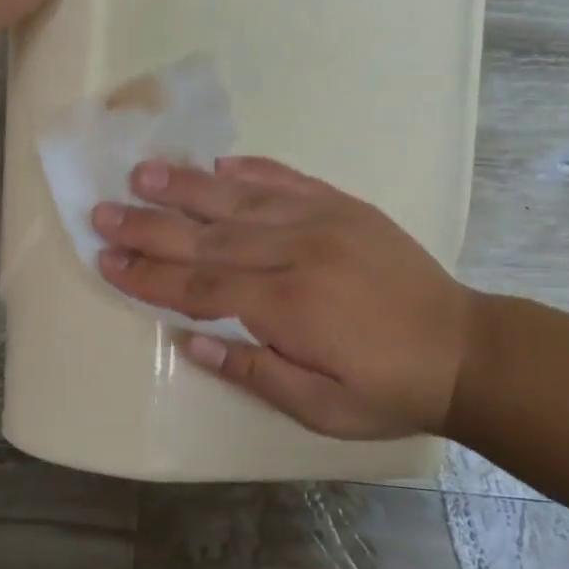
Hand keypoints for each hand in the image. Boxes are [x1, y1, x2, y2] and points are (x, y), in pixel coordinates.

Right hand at [91, 157, 480, 440]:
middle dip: (149, 227)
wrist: (465, 348)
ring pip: (240, 199)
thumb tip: (192, 343)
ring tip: (143, 172)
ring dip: (187, 186)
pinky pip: (288, 180)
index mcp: (288, 307)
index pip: (200, 288)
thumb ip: (255, 372)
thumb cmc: (387, 389)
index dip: (149, 276)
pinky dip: (251, 169)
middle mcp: (297, 253)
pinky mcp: (344, 206)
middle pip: (207, 238)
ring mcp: (322, 221)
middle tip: (103, 212)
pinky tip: (221, 160)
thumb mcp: (321, 408)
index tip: (107, 260)